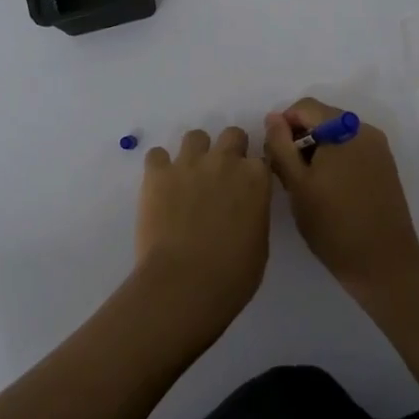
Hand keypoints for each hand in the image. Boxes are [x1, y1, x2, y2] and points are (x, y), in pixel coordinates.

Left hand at [133, 127, 271, 337]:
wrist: (185, 283)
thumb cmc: (232, 275)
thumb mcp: (259, 243)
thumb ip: (253, 212)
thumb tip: (242, 208)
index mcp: (256, 178)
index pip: (260, 158)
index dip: (253, 172)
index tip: (247, 186)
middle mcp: (225, 161)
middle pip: (232, 135)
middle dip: (229, 150)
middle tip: (220, 177)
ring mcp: (189, 163)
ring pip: (195, 136)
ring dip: (195, 153)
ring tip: (188, 178)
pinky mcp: (158, 173)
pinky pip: (157, 155)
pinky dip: (159, 167)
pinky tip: (161, 186)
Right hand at [264, 98, 418, 298]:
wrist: (383, 262)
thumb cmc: (333, 224)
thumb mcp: (297, 184)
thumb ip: (281, 146)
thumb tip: (273, 118)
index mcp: (344, 129)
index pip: (305, 107)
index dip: (283, 125)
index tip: (275, 155)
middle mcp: (365, 130)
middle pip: (322, 119)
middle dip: (300, 138)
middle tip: (287, 173)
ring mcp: (379, 149)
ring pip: (337, 136)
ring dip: (317, 151)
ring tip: (306, 184)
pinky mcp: (385, 167)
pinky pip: (352, 150)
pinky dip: (335, 160)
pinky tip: (328, 190)